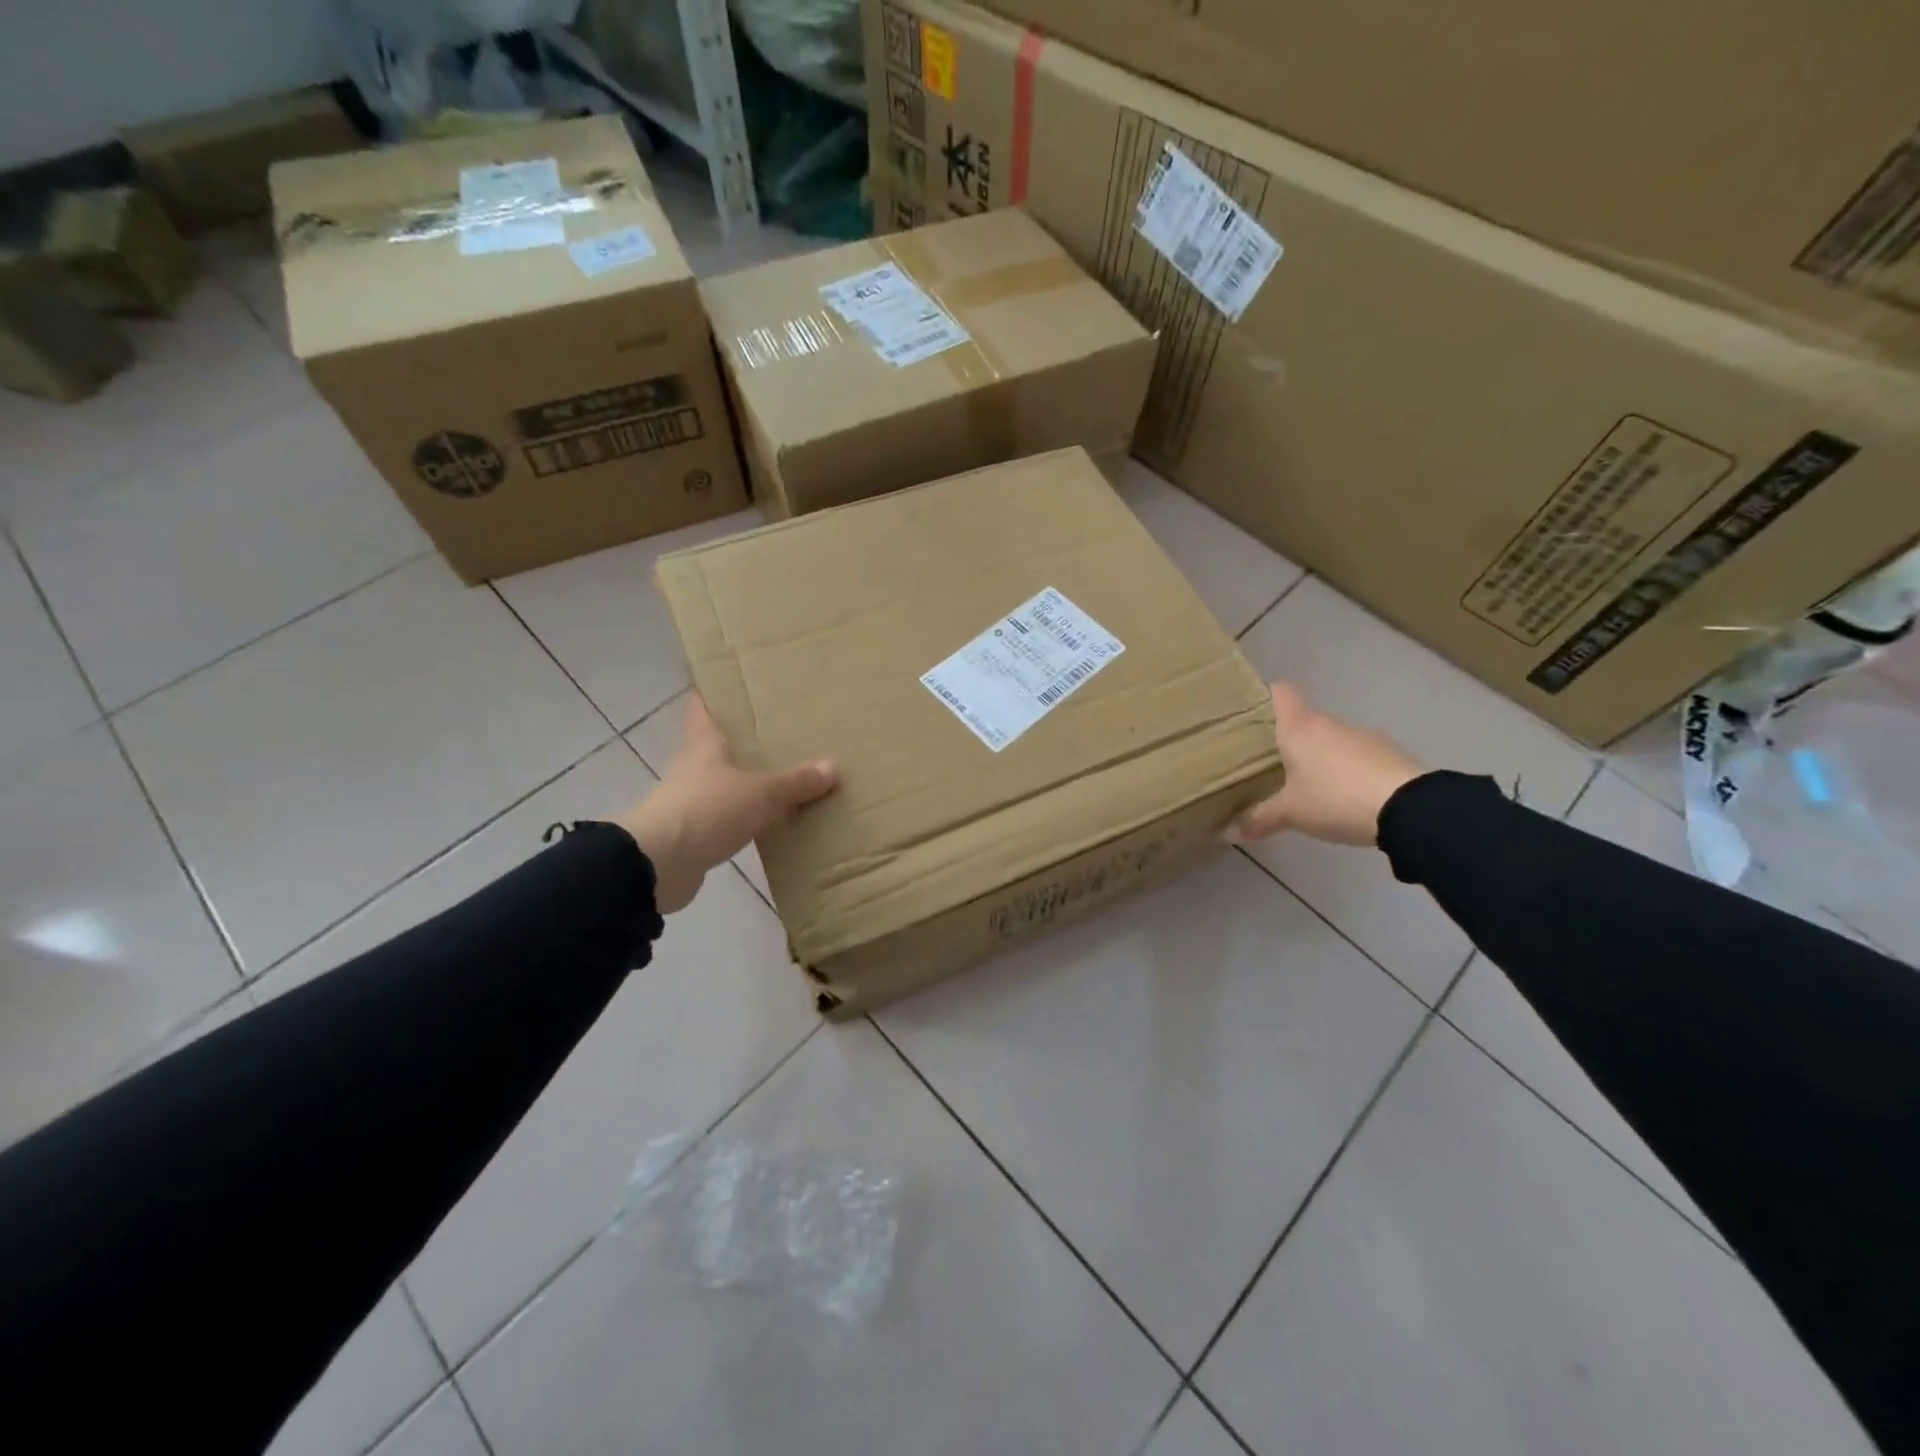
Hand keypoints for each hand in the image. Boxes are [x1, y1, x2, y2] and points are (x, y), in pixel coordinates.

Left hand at [618, 695, 837, 913]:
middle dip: (742, 742)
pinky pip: (728, 820)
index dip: (712, 694)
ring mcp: (691, 803)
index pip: (701, 709)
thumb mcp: (760, 793)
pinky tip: (772, 821)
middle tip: (778, 732)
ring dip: (747, 783)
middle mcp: (693, 769)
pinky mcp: (694, 836)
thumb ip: (795, 782)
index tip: (730, 683)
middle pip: (716, 748)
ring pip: (724, 784)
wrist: (659, 866)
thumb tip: (832, 766)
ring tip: (784, 777)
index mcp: (703, 746)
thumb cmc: (706, 809)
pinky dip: (747, 818)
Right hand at [1228, 683, 1422, 847]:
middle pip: (1304, 721)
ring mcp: (1364, 737)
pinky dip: (1349, 771)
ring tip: (1310, 787)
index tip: (1253, 713)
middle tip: (1272, 765)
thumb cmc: (1335, 799)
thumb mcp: (1291, 814)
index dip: (1266, 696)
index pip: (1281, 693)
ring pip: (1332, 740)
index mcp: (1299, 728)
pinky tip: (1345, 798)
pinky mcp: (1390, 754)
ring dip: (1321, 758)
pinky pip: (1358, 757)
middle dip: (1289, 740)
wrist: (1411, 810)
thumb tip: (1229, 831)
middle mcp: (1330, 724)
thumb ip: (1259, 819)